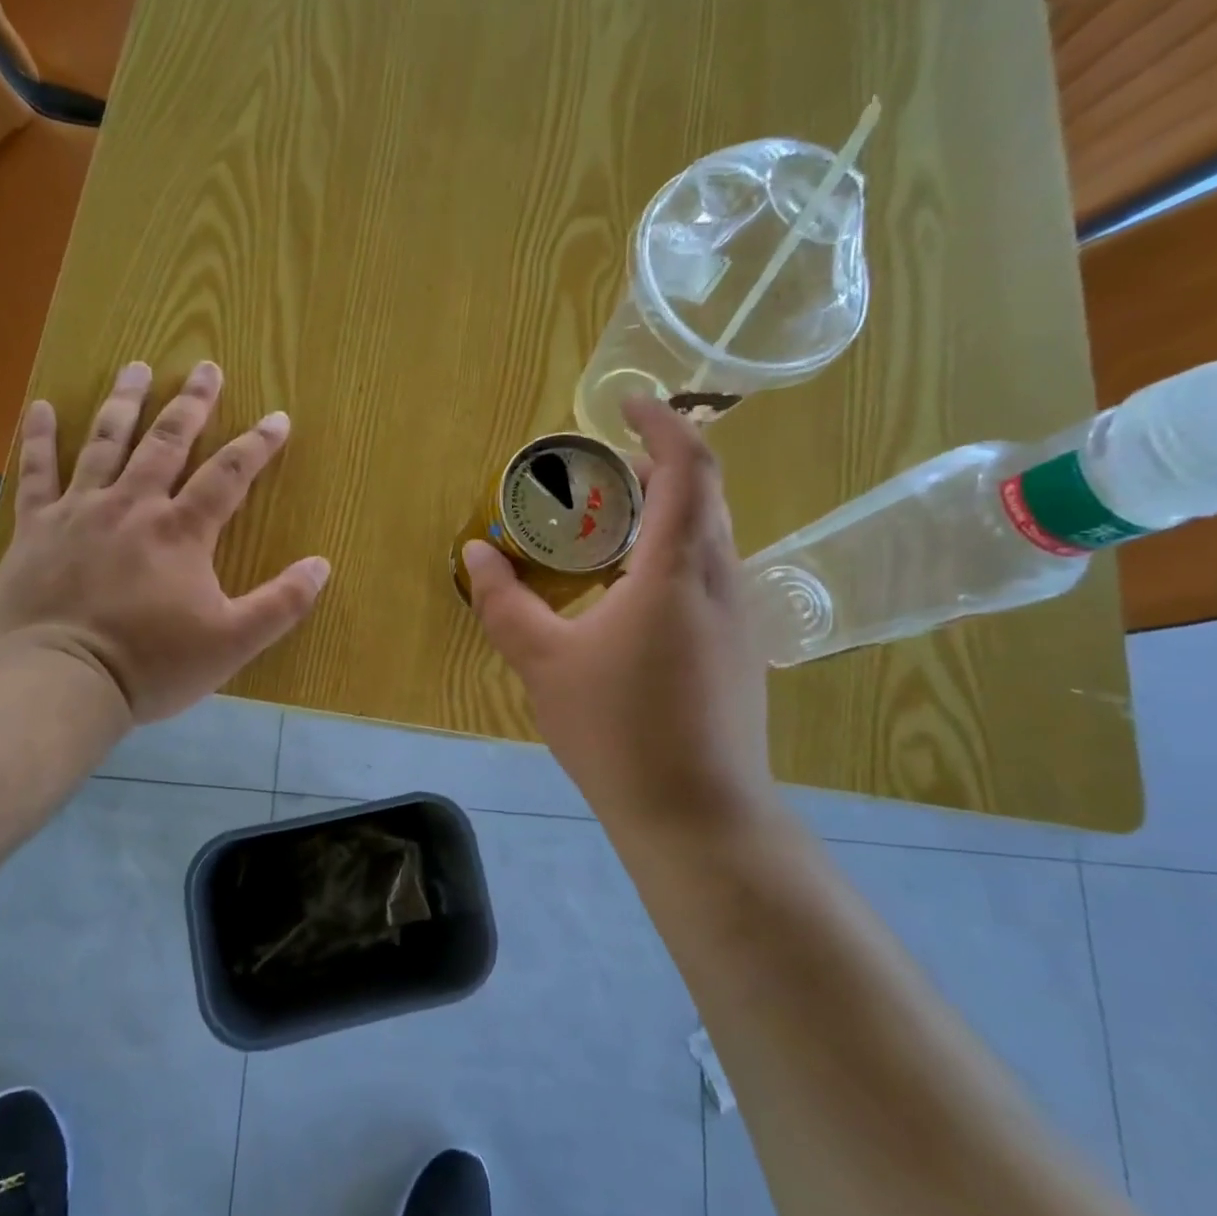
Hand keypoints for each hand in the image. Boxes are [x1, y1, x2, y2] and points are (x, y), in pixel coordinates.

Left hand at [0, 360, 330, 722]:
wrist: (62, 681)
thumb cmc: (152, 664)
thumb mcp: (232, 642)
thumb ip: (281, 603)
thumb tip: (321, 565)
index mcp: (182, 531)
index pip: (228, 474)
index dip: (257, 444)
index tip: (278, 418)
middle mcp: (133, 505)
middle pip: (167, 441)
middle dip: (192, 404)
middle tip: (207, 368)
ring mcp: (80, 511)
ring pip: (105, 442)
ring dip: (125, 402)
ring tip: (138, 368)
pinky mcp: (37, 527)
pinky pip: (37, 472)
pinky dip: (38, 437)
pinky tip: (40, 406)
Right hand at [462, 397, 774, 831]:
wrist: (697, 814)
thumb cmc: (616, 731)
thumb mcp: (543, 663)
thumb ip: (504, 602)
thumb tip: (475, 552)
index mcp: (675, 570)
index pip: (687, 466)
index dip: (663, 421)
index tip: (626, 402)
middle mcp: (720, 578)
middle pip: (705, 493)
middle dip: (659, 464)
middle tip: (602, 468)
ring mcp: (740, 615)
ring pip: (710, 535)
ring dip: (668, 511)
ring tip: (609, 526)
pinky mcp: (741, 648)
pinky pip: (710, 573)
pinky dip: (674, 553)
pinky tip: (632, 592)